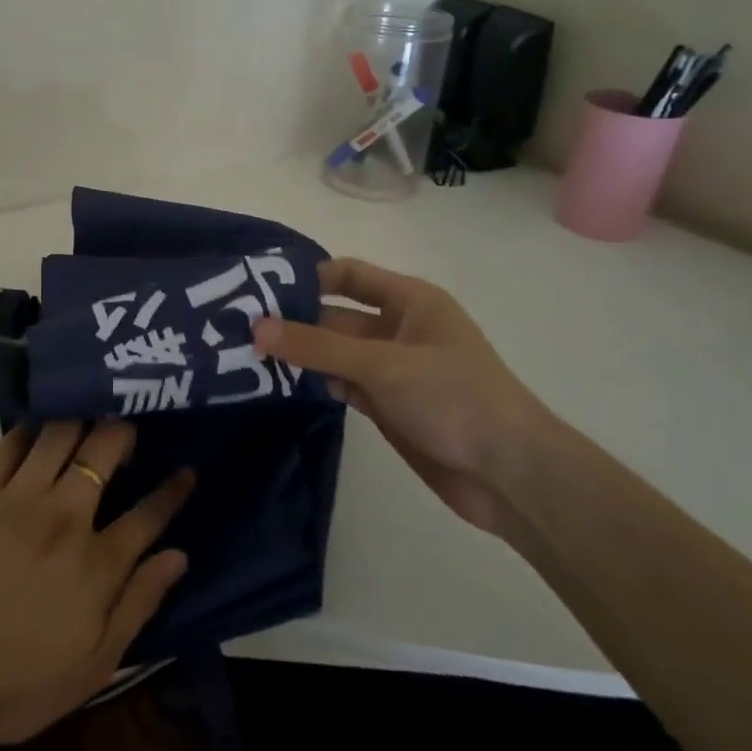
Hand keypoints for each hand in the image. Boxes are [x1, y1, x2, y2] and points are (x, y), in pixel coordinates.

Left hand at [0, 419, 193, 750]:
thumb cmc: (18, 686)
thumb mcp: (95, 664)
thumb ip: (140, 604)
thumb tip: (178, 555)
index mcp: (97, 564)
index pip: (149, 513)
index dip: (173, 489)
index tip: (187, 470)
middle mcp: (64, 517)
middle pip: (104, 450)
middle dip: (124, 430)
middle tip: (127, 428)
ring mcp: (18, 499)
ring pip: (60, 433)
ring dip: (81, 418)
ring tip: (88, 415)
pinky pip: (11, 443)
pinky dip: (32, 428)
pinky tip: (40, 426)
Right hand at [253, 258, 553, 536]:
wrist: (511, 475)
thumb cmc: (454, 397)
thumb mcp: (382, 364)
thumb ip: (318, 346)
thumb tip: (257, 328)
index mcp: (410, 301)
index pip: (349, 275)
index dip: (309, 277)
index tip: (261, 288)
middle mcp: (399, 328)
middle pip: (336, 315)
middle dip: (295, 320)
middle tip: (240, 326)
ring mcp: (392, 369)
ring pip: (335, 352)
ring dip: (300, 354)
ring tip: (246, 352)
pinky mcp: (388, 405)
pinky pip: (342, 383)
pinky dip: (315, 382)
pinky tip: (279, 383)